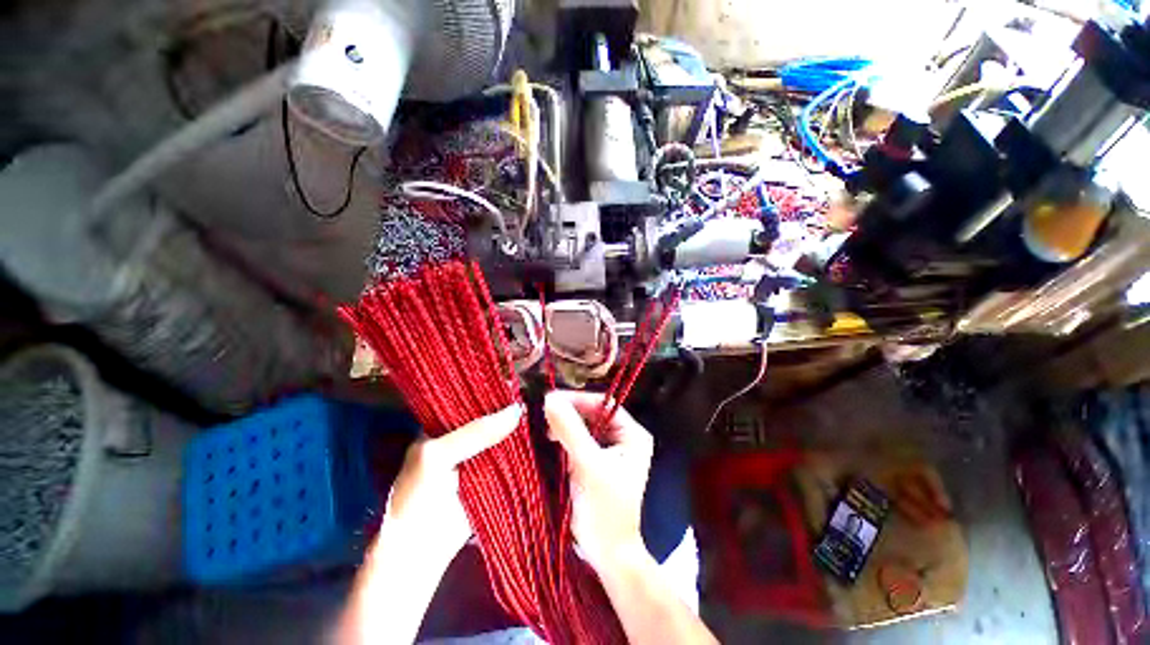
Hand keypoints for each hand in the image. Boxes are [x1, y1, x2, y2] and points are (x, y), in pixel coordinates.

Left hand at [338, 405, 522, 644]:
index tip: (517, 380)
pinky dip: (525, 446)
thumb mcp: (438, 456)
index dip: (492, 388)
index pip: (471, 397)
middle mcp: (465, 434)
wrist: (420, 551)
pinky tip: (544, 433)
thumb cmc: (417, 497)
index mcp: (445, 423)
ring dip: (521, 426)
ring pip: (505, 433)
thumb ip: (475, 433)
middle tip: (538, 395)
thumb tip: (517, 410)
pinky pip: (513, 455)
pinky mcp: (496, 472)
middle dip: (511, 406)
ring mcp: (482, 453)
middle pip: (492, 414)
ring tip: (546, 410)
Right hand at [544, 391, 653, 572]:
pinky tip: (551, 439)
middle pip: (593, 414)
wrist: (607, 553)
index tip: (552, 399)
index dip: (578, 400)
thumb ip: (570, 430)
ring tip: (546, 428)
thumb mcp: (588, 464)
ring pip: (584, 427)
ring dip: (565, 425)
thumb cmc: (605, 508)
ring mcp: (610, 450)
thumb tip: (550, 399)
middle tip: (545, 413)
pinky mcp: (596, 461)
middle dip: (570, 413)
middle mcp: (624, 438)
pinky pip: (579, 440)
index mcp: (632, 434)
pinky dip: (565, 438)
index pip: (604, 405)